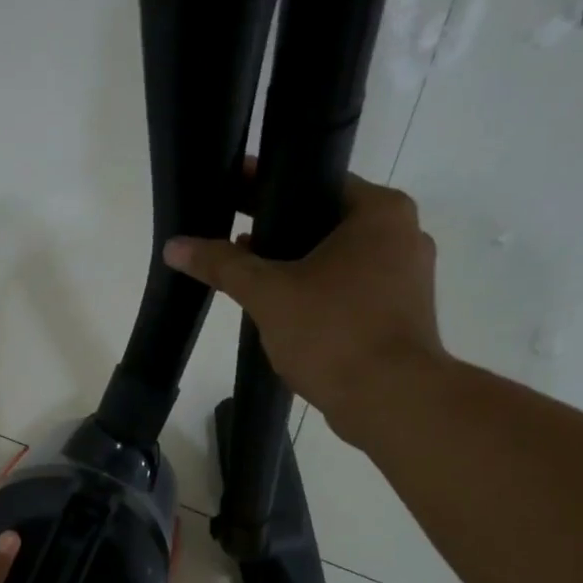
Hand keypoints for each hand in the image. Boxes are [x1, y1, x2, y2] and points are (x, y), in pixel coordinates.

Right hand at [163, 172, 448, 445]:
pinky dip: (317, 292)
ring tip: (249, 275)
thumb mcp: (268, 294)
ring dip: (295, 264)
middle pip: (325, 220)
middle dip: (277, 231)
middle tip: (231, 237)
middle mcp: (403, 234)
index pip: (316, 181)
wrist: (391, 400)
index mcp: (380, 211)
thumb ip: (222, 265)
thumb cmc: (334, 332)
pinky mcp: (400, 313)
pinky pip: (349, 288)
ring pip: (337, 258)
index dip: (266, 186)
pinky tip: (282, 308)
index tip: (230, 193)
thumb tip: (175, 245)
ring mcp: (407, 277)